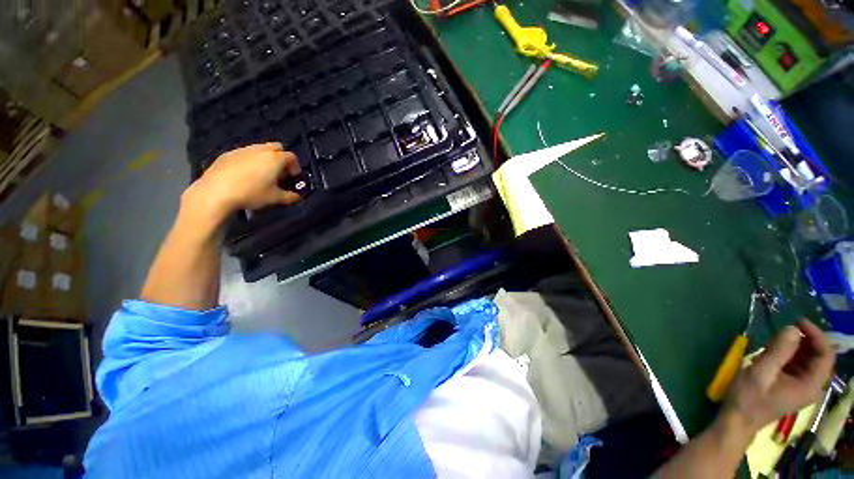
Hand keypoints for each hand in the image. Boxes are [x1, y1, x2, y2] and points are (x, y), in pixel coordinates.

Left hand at [185, 143, 301, 215]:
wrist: (216, 193)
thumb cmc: (251, 194)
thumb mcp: (275, 198)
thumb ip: (290, 197)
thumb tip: (298, 197)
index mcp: (275, 159)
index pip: (292, 157)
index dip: (296, 167)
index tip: (293, 177)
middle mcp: (260, 150)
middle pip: (277, 147)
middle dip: (281, 157)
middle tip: (279, 172)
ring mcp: (242, 150)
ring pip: (260, 148)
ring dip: (265, 158)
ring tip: (262, 174)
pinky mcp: (227, 154)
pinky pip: (245, 153)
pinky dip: (250, 160)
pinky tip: (245, 174)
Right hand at [721, 319, 834, 435]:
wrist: (738, 419)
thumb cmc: (749, 397)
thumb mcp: (761, 373)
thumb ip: (778, 351)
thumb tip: (793, 328)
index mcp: (810, 385)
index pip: (825, 354)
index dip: (816, 335)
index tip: (797, 321)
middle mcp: (813, 386)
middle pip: (818, 356)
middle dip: (804, 340)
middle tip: (783, 329)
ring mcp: (803, 387)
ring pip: (808, 359)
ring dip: (795, 347)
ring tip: (774, 341)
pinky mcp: (794, 386)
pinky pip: (799, 365)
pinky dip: (789, 354)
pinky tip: (773, 353)